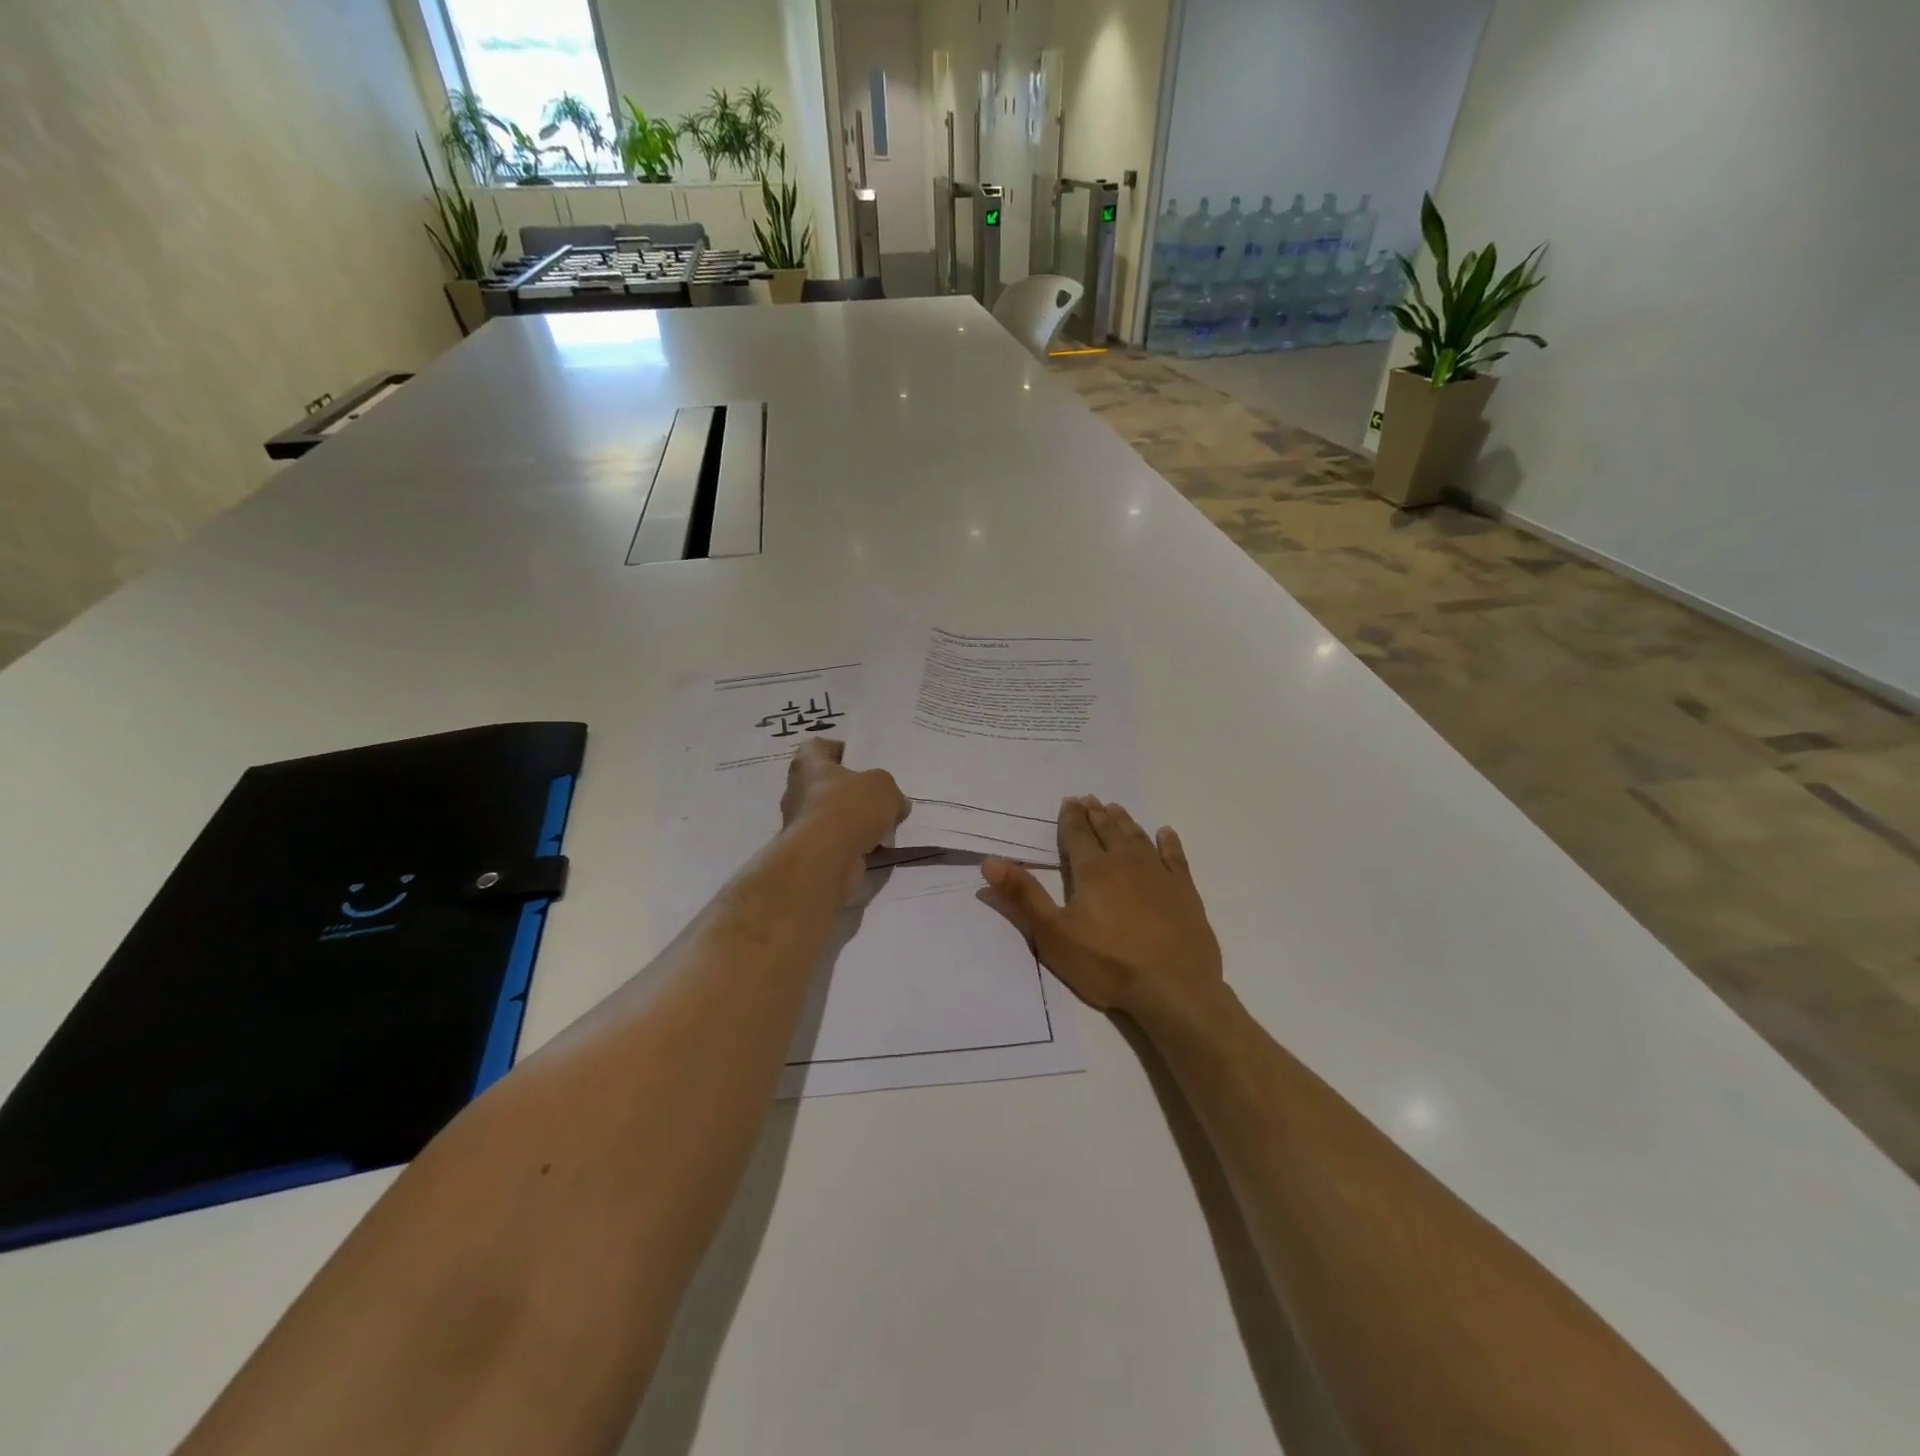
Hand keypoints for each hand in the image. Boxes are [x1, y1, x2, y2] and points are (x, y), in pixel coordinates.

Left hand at [781, 740, 909, 889]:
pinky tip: (876, 849)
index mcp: (808, 765)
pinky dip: (853, 844)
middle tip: (877, 796)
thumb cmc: (849, 808)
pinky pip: (835, 842)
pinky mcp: (809, 852)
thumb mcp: (884, 787)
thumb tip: (896, 804)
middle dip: (850, 791)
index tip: (859, 761)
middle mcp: (797, 791)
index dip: (837, 750)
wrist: (825, 859)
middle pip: (825, 784)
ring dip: (853, 820)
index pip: (816, 747)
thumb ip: (890, 791)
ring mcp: (800, 824)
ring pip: (831, 815)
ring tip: (883, 825)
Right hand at [981, 796, 1222, 1022]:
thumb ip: (1023, 896)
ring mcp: (1159, 876)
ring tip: (1116, 808)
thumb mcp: (1053, 934)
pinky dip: (1169, 843)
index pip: (1077, 835)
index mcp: (1093, 871)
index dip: (1071, 817)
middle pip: (1108, 831)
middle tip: (1090, 798)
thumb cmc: (1107, 964)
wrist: (1174, 990)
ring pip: (1138, 838)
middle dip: (1096, 814)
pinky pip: (1175, 858)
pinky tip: (1166, 833)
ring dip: (1125, 822)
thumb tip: (990, 862)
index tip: (1069, 801)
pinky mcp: (1185, 893)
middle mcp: (1126, 863)